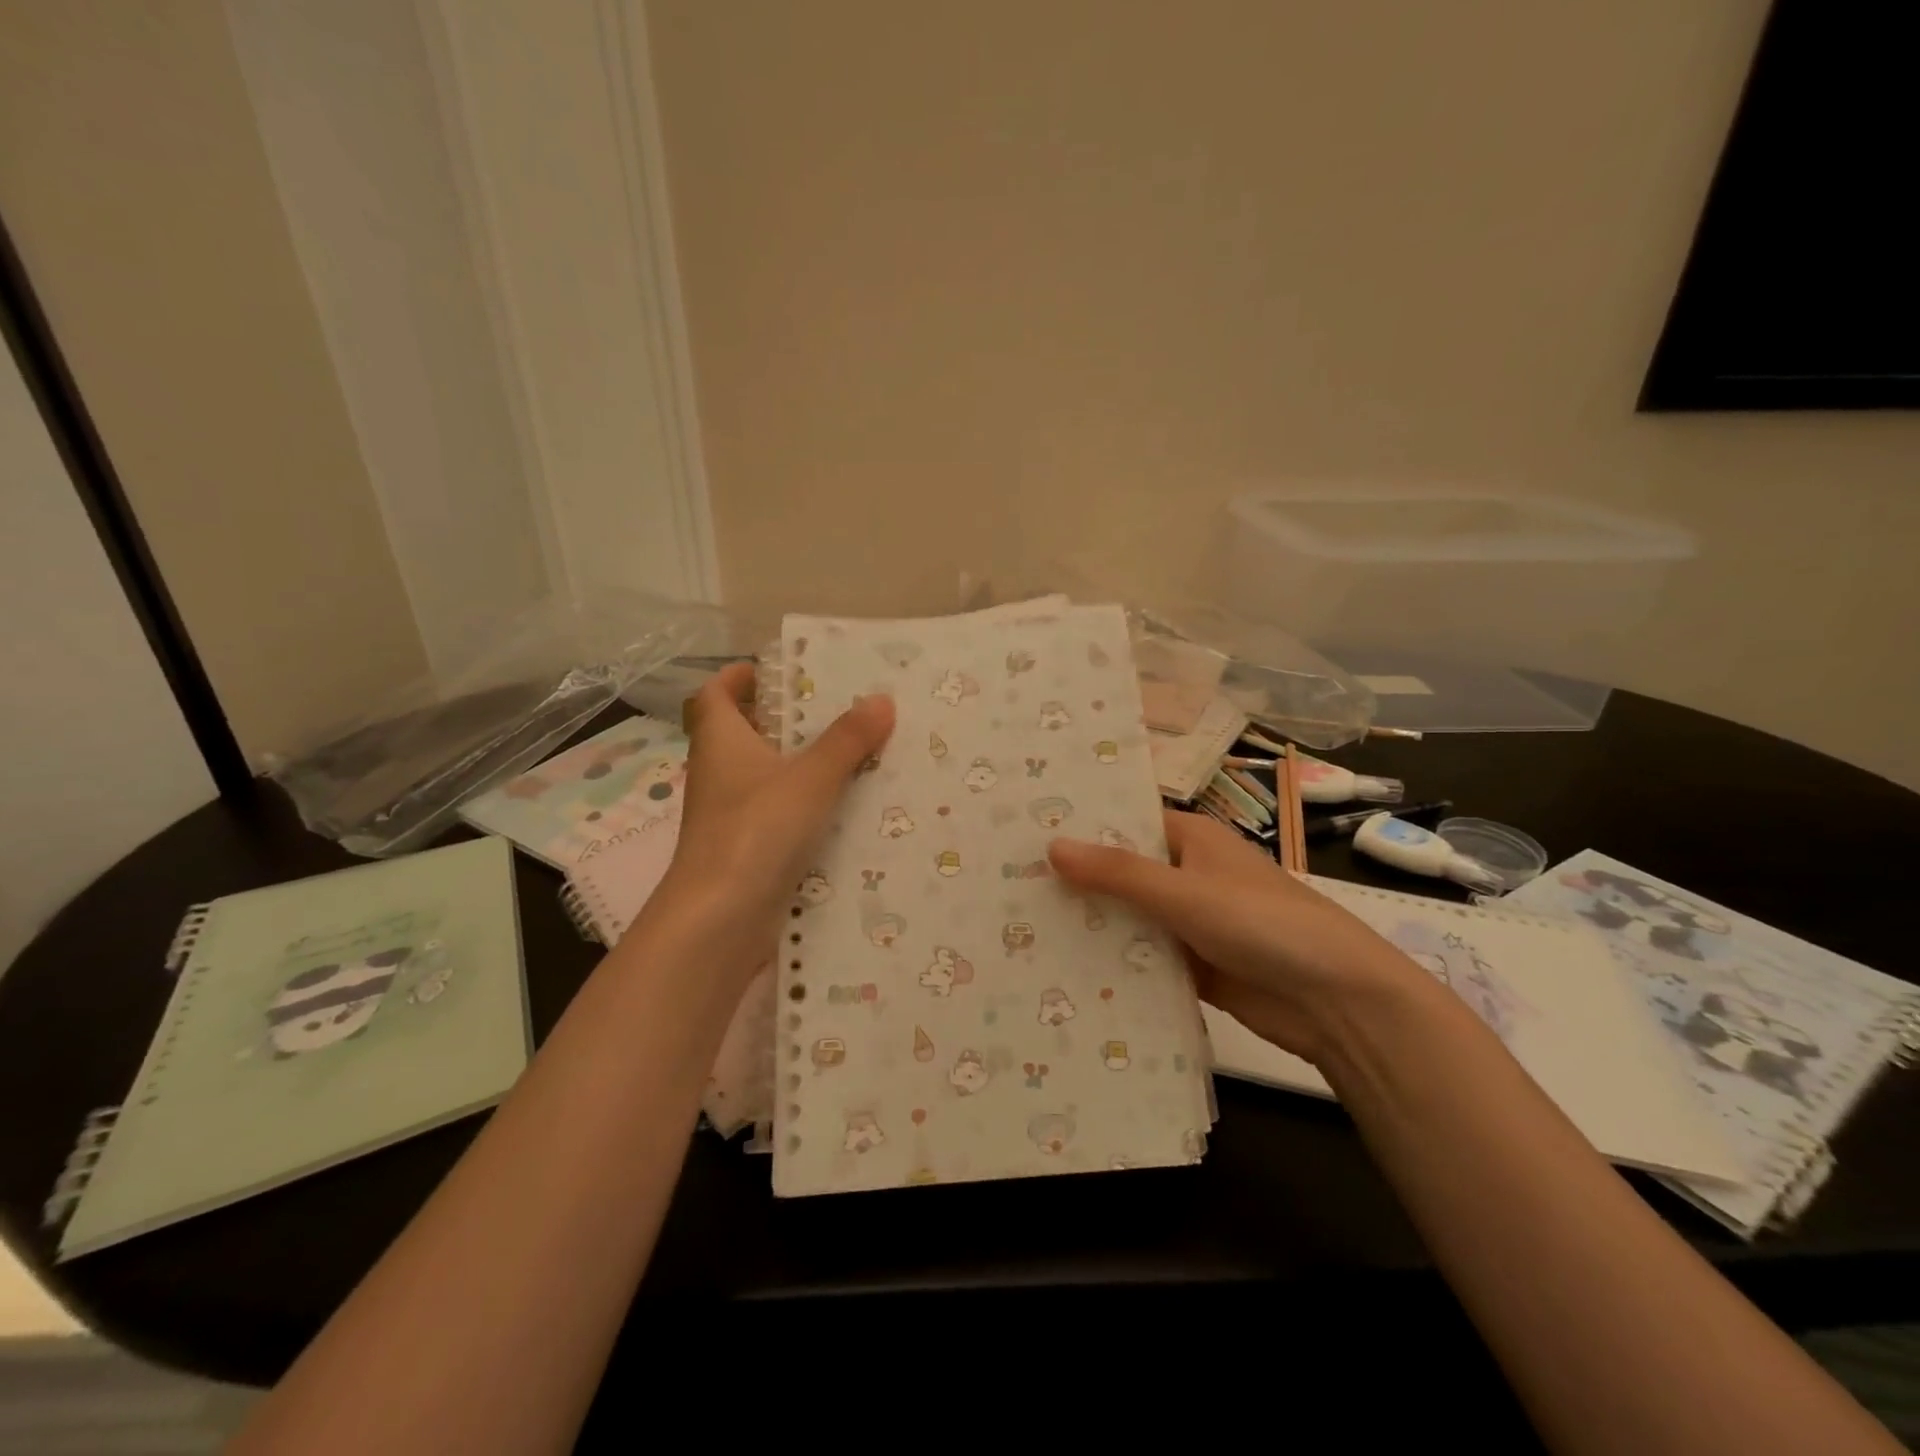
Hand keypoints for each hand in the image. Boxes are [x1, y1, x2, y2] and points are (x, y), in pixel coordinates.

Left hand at [646, 663, 894, 986]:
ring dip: (797, 764)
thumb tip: (882, 700)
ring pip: (763, 776)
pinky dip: (803, 805)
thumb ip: (847, 739)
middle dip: (781, 718)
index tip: (773, 670)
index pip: (714, 695)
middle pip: (742, 733)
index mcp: (721, 742)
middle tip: (831, 708)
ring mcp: (730, 816)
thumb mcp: (811, 778)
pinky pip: (776, 814)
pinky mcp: (746, 850)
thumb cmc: (757, 829)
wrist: (721, 918)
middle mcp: (719, 774)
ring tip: (849, 752)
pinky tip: (842, 808)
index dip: (737, 678)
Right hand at [1049, 810, 1431, 1062]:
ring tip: (1022, 928)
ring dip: (1092, 925)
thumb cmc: (1263, 923)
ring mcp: (1189, 923)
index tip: (1025, 834)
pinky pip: (1143, 959)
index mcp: (1191, 839)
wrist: (1337, 1001)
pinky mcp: (1193, 966)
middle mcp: (1187, 875)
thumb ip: (1118, 872)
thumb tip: (1051, 847)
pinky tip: (1065, 970)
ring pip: (1129, 918)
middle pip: (1121, 874)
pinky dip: (1114, 963)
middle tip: (1009, 885)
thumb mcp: (1185, 892)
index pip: (1124, 823)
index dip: (1080, 828)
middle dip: (1077, 882)